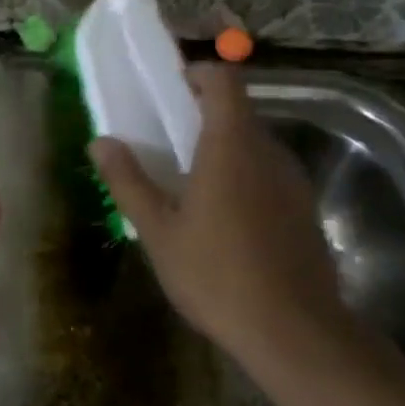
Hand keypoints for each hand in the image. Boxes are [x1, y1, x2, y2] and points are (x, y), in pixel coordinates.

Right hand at [89, 63, 346, 367]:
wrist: (294, 332)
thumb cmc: (216, 275)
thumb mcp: (158, 231)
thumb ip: (129, 181)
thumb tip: (100, 142)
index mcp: (231, 146)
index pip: (224, 81)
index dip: (198, 73)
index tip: (170, 87)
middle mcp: (268, 152)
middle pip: (239, 110)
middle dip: (203, 113)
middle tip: (166, 137)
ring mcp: (292, 181)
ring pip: (255, 143)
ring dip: (223, 145)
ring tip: (189, 178)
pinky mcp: (304, 209)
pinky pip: (269, 172)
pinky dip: (243, 173)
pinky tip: (222, 215)